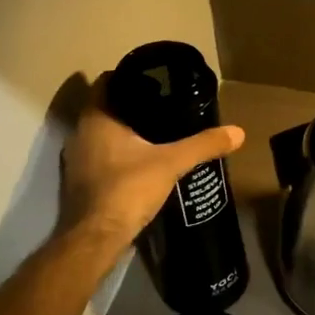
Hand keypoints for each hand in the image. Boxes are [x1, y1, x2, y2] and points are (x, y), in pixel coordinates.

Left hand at [59, 75, 245, 249]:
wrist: (97, 238)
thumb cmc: (128, 188)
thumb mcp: (171, 163)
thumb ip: (203, 145)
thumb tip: (238, 132)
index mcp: (96, 119)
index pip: (108, 82)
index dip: (129, 76)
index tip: (155, 79)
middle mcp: (80, 134)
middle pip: (105, 108)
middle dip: (132, 105)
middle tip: (164, 104)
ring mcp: (76, 160)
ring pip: (102, 134)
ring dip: (124, 132)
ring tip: (157, 132)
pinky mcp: (81, 183)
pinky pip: (101, 157)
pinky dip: (119, 154)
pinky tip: (142, 162)